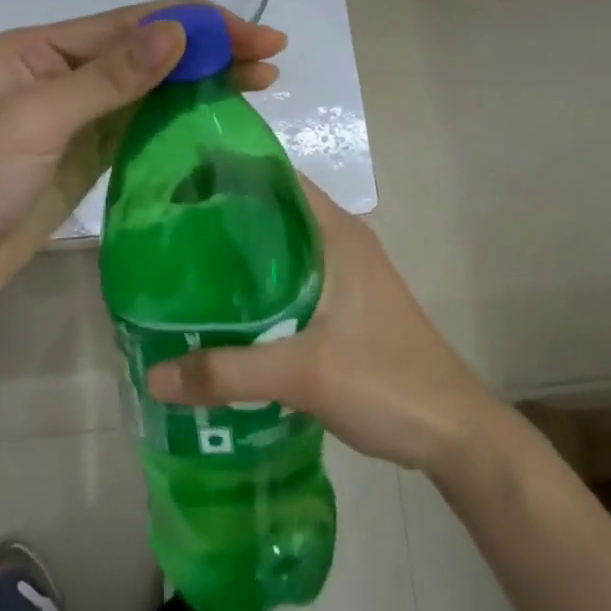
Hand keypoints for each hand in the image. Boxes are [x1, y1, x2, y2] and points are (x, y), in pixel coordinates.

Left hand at [0, 2, 285, 319]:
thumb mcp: (37, 118)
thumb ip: (110, 78)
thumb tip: (178, 33)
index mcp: (42, 48)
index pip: (133, 24)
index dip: (196, 25)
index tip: (253, 35)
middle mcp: (62, 72)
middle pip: (148, 52)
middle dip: (209, 48)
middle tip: (271, 55)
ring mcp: (76, 116)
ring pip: (150, 88)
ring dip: (201, 81)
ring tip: (259, 80)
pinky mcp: (86, 155)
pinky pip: (140, 126)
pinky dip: (178, 117)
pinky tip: (215, 114)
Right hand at [146, 178, 499, 476]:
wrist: (456, 435)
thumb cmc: (387, 383)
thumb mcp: (303, 375)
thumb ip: (227, 372)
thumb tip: (154, 374)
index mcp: (336, 234)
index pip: (275, 179)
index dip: (228, 175)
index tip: (178, 186)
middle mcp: (340, 243)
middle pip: (272, 214)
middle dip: (222, 220)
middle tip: (166, 235)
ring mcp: (346, 277)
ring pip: (280, 252)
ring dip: (239, 259)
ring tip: (184, 272)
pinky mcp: (346, 309)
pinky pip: (290, 283)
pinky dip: (257, 290)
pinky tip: (223, 315)